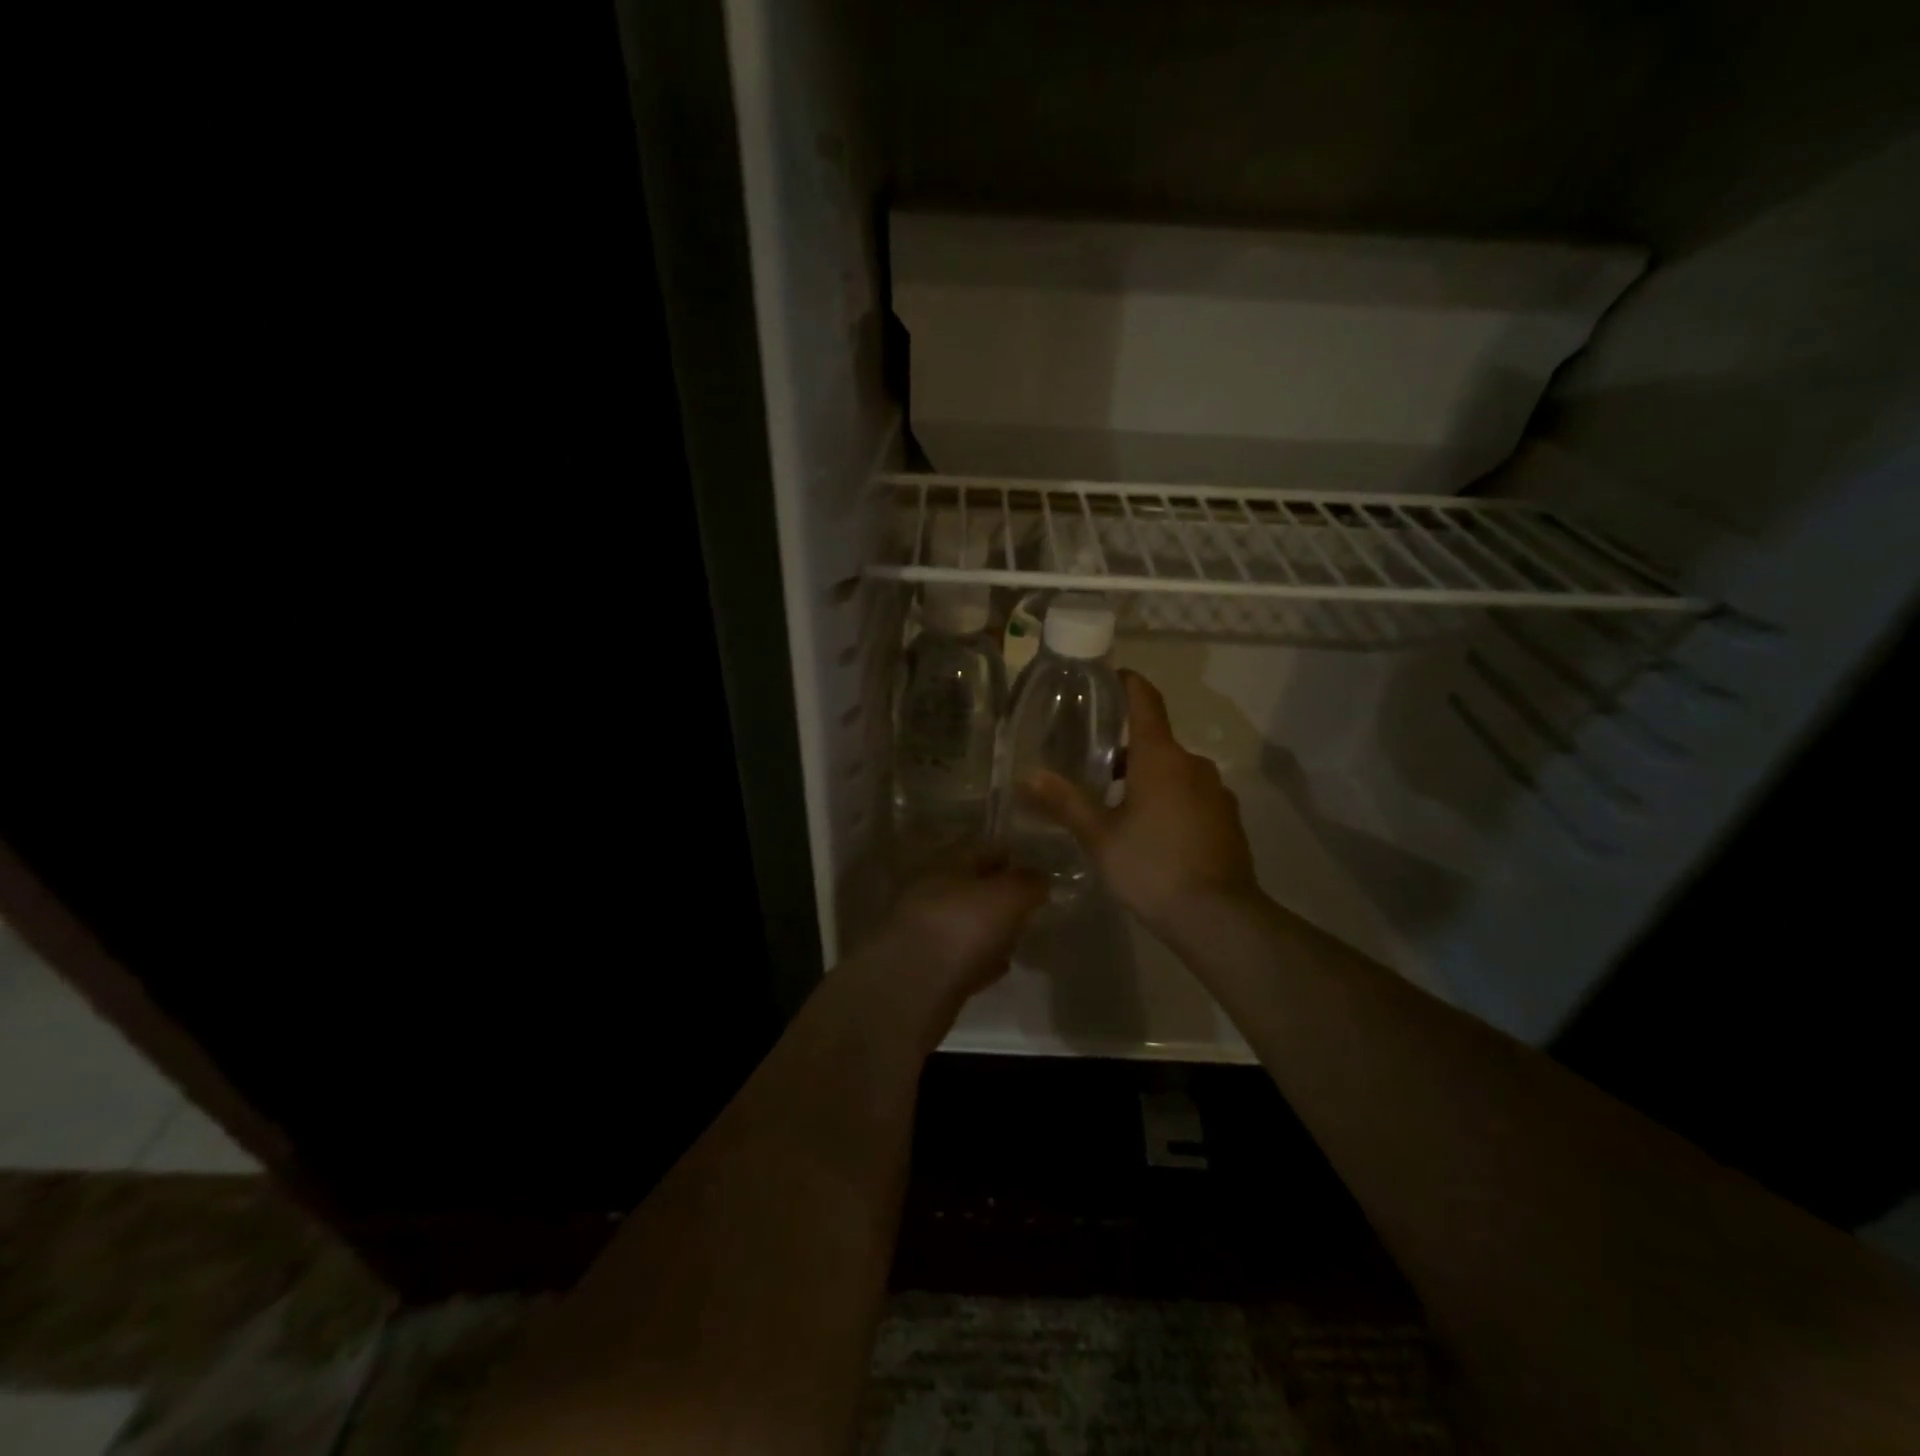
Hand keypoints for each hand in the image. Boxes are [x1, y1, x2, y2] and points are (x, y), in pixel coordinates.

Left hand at [867, 851, 1047, 1008]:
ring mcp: (926, 931)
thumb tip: (1039, 877)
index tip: (1036, 867)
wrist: (911, 985)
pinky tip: (1001, 966)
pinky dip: (981, 959)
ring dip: (989, 927)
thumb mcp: (1008, 895)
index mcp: (947, 863)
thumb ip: (1029, 882)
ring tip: (1020, 934)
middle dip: (998, 893)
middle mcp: (932, 891)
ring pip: (965, 922)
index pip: (981, 848)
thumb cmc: (963, 925)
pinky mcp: (927, 969)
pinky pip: (962, 958)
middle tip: (1030, 904)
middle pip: (971, 886)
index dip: (1009, 855)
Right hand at [1023, 669, 1258, 940]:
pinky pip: (1192, 796)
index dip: (1128, 684)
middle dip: (1125, 750)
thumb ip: (1065, 802)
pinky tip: (1152, 833)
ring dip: (1147, 779)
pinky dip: (1170, 801)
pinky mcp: (1228, 819)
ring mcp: (1216, 792)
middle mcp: (1193, 764)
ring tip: (1117, 808)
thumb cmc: (1152, 866)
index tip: (1112, 676)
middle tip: (1092, 767)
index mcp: (1161, 757)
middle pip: (1156, 741)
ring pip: (1174, 772)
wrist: (1219, 916)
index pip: (1146, 701)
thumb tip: (1028, 775)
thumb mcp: (1100, 836)